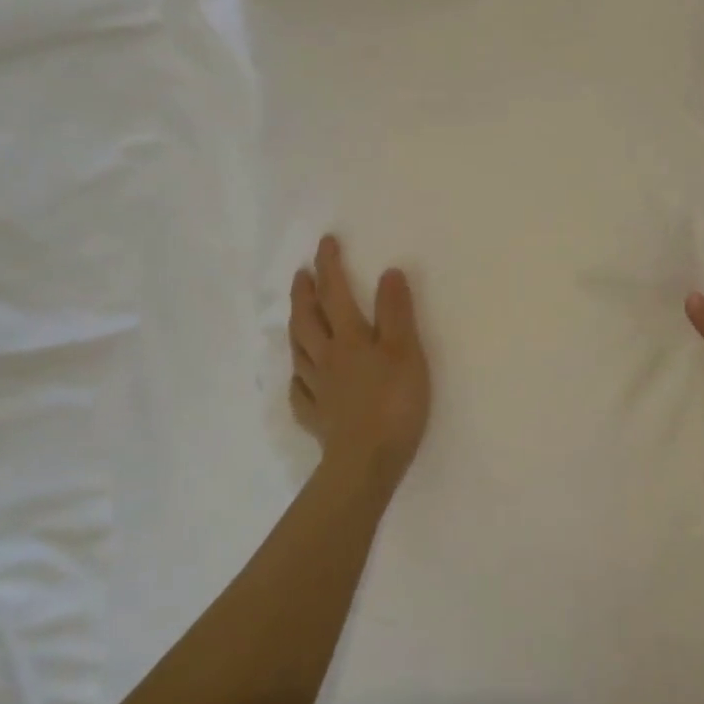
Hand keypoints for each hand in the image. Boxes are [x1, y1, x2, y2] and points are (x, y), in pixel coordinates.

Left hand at [288, 235, 429, 484]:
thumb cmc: (395, 402)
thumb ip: (397, 312)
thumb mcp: (406, 352)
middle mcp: (327, 359)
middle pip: (308, 320)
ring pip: (299, 352)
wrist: (368, 461)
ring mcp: (318, 390)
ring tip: (297, 315)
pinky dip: (299, 377)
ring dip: (296, 328)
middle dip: (305, 294)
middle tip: (302, 274)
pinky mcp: (318, 418)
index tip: (326, 242)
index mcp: (350, 340)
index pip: (336, 294)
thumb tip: (388, 272)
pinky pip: (301, 391)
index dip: (331, 267)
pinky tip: (300, 378)